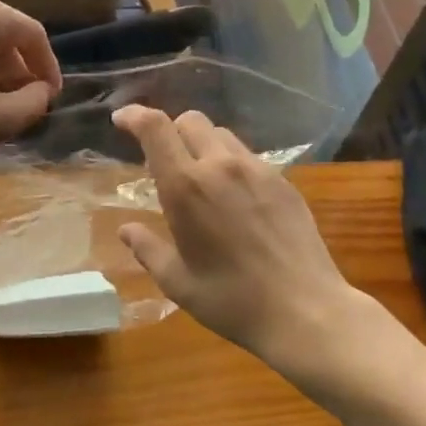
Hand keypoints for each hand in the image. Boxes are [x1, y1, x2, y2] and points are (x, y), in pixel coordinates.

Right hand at [112, 105, 359, 364]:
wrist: (305, 310)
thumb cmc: (232, 301)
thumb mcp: (178, 283)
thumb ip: (148, 249)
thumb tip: (126, 229)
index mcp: (186, 187)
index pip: (156, 128)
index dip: (135, 115)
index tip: (121, 120)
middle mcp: (220, 165)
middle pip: (189, 120)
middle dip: (170, 131)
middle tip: (165, 161)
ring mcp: (256, 169)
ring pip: (220, 134)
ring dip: (202, 145)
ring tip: (202, 178)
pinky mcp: (282, 180)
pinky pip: (247, 155)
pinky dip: (230, 162)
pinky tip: (235, 197)